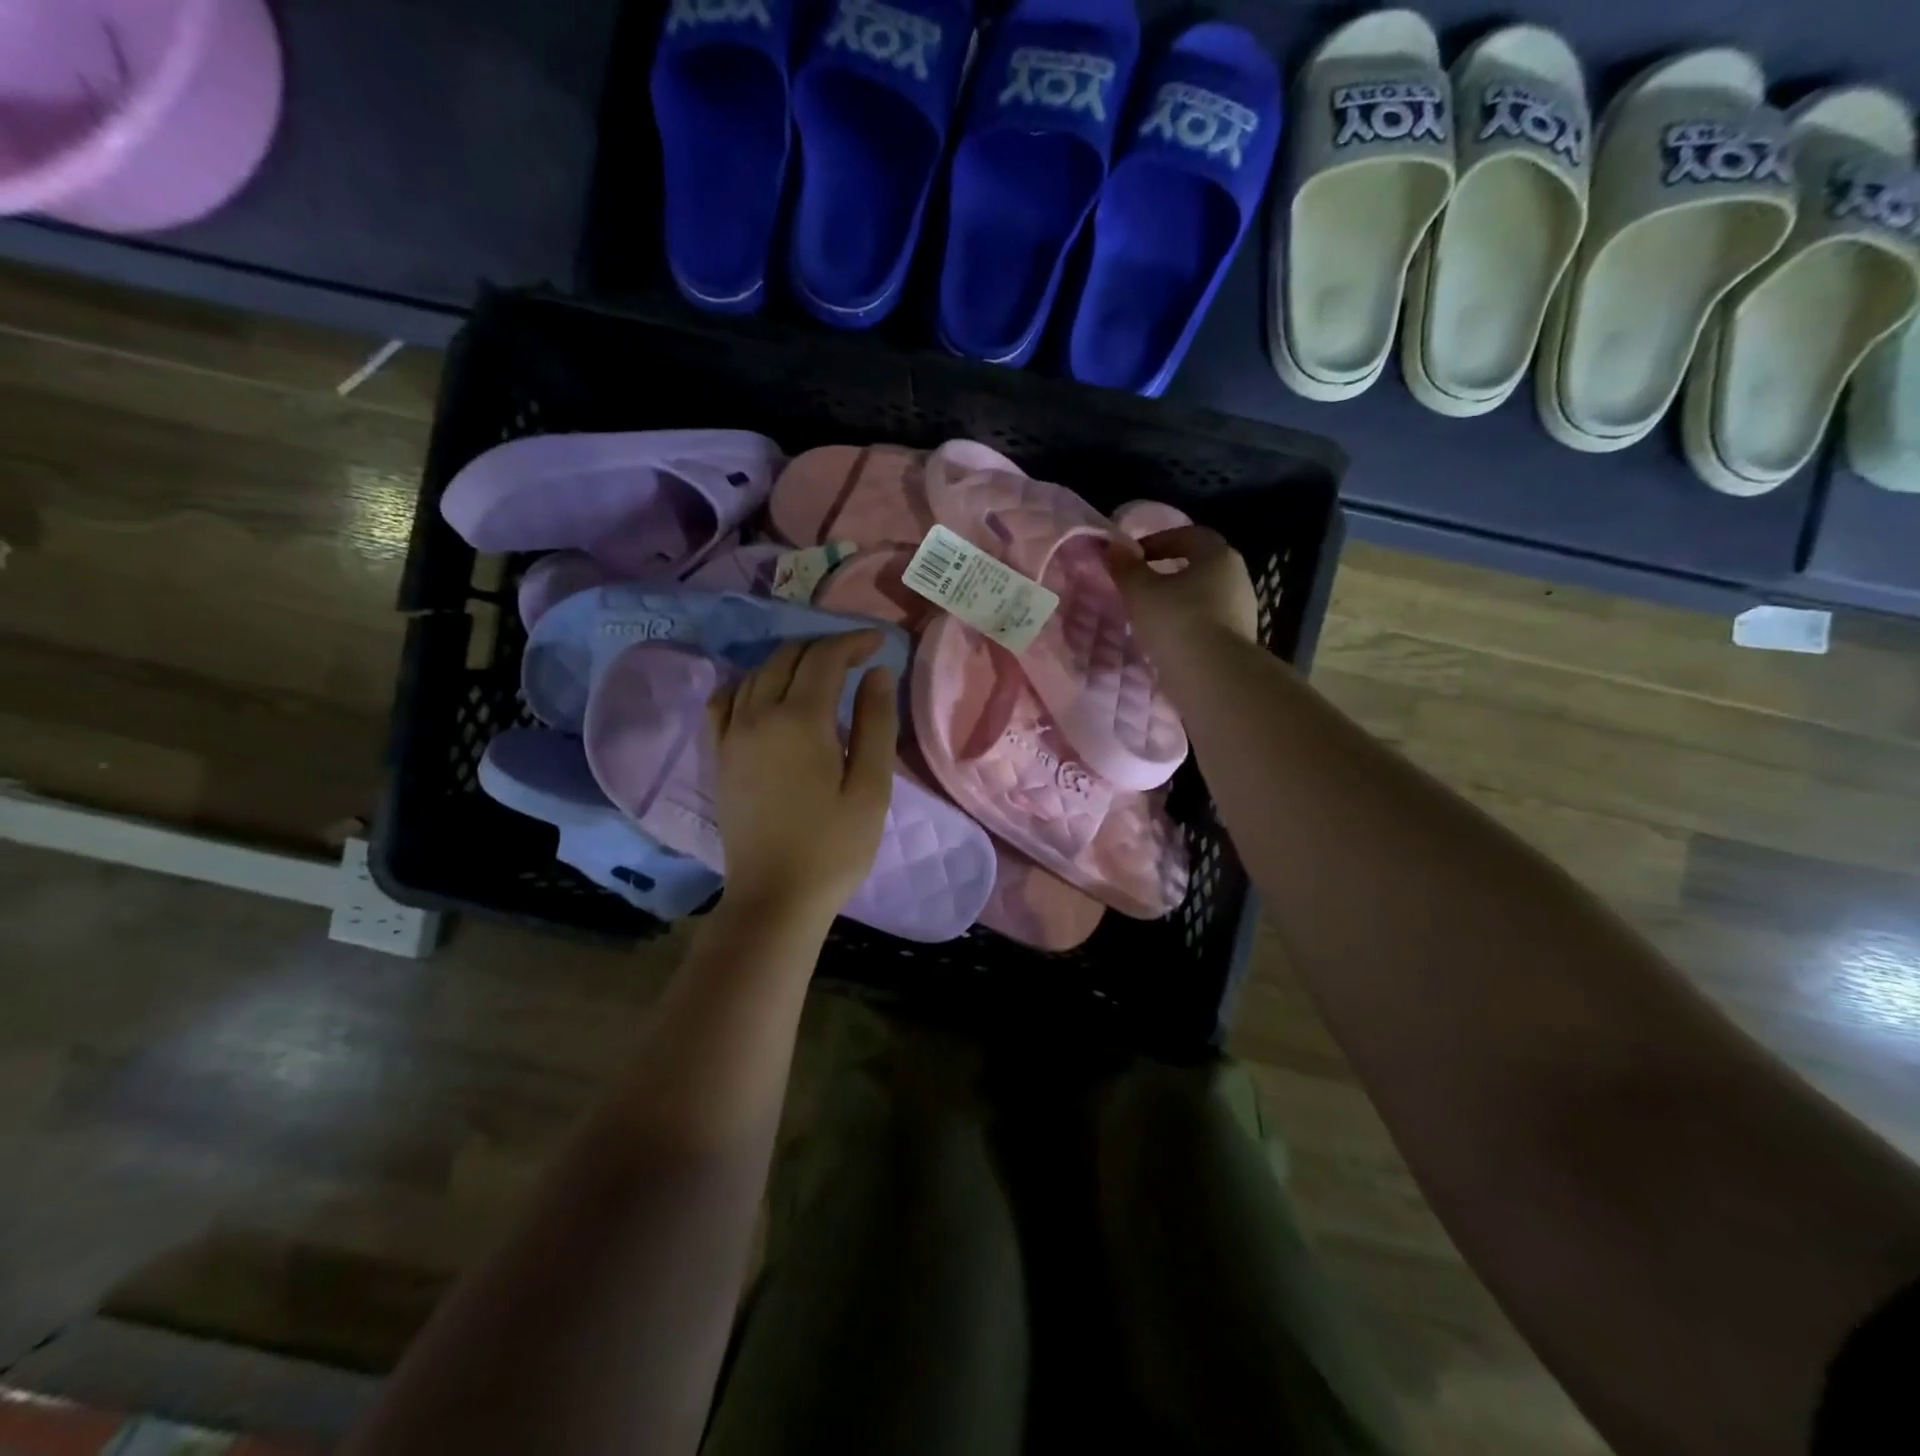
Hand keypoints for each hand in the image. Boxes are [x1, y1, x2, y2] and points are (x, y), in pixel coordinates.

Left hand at [706, 632, 896, 924]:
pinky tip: (766, 693)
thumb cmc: (834, 847)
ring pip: (757, 673)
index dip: (853, 642)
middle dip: (825, 647)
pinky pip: (725, 700)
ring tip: (820, 673)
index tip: (879, 643)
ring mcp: (731, 734)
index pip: (825, 658)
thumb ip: (875, 723)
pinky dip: (749, 683)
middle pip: (789, 657)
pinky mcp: (718, 755)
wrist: (775, 897)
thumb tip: (876, 672)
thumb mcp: (870, 787)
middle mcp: (758, 715)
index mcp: (800, 720)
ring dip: (791, 661)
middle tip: (857, 657)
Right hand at [1106, 524, 1259, 662]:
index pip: (1190, 535)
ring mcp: (1242, 613)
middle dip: (1168, 573)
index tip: (1134, 556)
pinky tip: (1164, 643)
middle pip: (1199, 568)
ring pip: (1203, 599)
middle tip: (1139, 586)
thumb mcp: (1140, 592)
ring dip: (1176, 604)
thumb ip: (1125, 568)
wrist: (1214, 680)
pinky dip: (1185, 629)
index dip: (1159, 540)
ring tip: (1147, 619)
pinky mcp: (1237, 644)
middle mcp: (1237, 579)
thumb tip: (1110, 547)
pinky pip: (1206, 627)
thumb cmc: (1177, 622)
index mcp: (1219, 557)